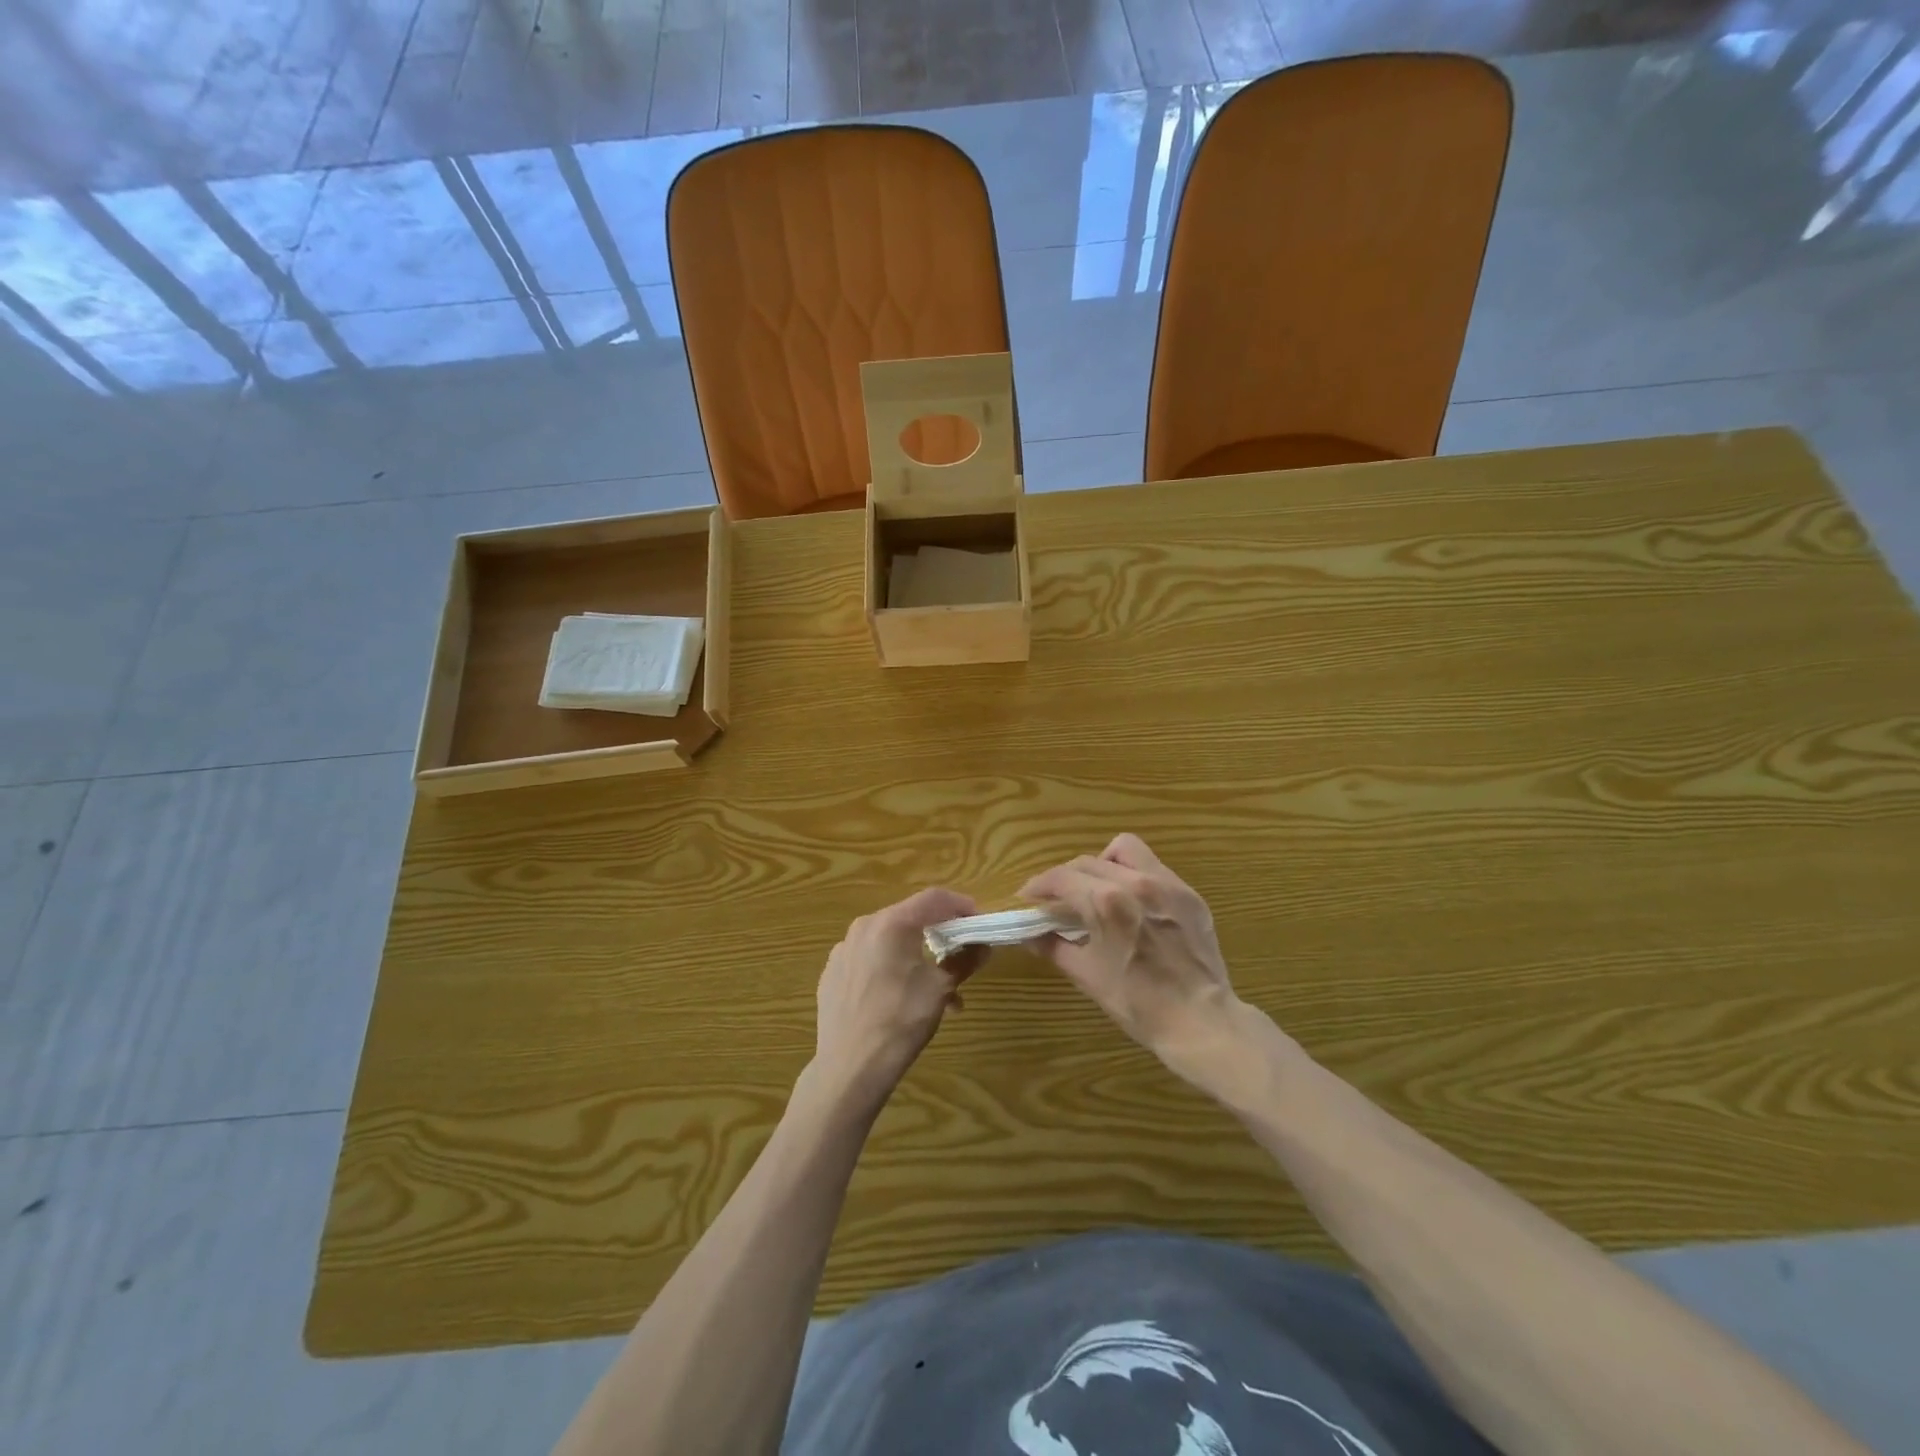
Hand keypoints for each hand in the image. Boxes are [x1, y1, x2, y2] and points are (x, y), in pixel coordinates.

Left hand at [812, 887, 986, 1107]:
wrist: (850, 1067)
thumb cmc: (901, 1021)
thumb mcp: (941, 988)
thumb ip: (964, 960)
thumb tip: (983, 946)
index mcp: (892, 923)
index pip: (934, 898)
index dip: (961, 905)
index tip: (978, 922)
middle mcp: (864, 927)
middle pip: (910, 917)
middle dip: (939, 934)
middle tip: (960, 955)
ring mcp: (843, 950)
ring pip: (889, 941)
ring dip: (917, 957)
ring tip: (936, 992)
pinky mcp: (832, 973)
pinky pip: (869, 960)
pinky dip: (891, 969)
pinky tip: (900, 998)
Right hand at [1020, 834, 1241, 1080]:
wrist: (1200, 1021)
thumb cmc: (1137, 1003)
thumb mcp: (1087, 976)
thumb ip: (1054, 947)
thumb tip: (1029, 935)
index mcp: (1106, 902)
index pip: (1061, 878)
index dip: (1038, 885)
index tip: (1027, 898)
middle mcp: (1135, 882)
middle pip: (1087, 862)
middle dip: (1065, 878)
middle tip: (1057, 901)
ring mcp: (1167, 884)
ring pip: (1125, 850)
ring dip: (1102, 863)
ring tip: (1098, 888)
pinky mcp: (1188, 894)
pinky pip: (1154, 868)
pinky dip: (1134, 876)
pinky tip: (1132, 903)